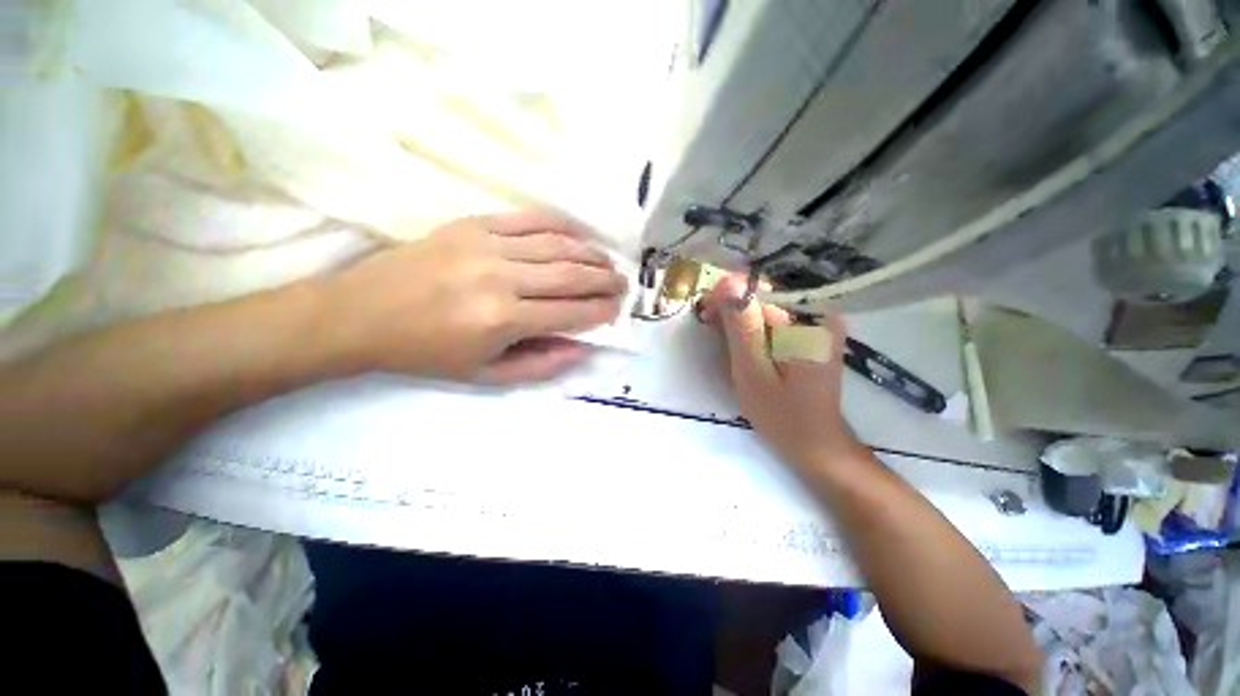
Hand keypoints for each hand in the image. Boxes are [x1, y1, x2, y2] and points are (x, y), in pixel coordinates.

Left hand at [322, 211, 626, 383]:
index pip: (571, 312)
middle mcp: (502, 278)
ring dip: (589, 253)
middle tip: (622, 283)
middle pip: (571, 275)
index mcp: (503, 320)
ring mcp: (487, 245)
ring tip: (607, 261)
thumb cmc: (426, 352)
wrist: (361, 314)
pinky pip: (528, 219)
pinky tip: (576, 233)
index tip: (616, 311)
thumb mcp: (485, 375)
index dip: (600, 312)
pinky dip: (559, 224)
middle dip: (604, 280)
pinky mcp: (473, 224)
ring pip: (556, 245)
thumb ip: (540, 365)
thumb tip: (582, 349)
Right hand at [699, 276, 866, 470]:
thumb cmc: (782, 415)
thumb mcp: (753, 371)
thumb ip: (742, 327)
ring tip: (725, 342)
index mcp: (808, 323)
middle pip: (766, 296)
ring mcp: (820, 325)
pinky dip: (756, 329)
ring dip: (742, 320)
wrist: (816, 445)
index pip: (760, 291)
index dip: (727, 298)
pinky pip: (777, 321)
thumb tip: (728, 283)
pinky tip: (744, 346)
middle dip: (734, 310)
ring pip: (769, 308)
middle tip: (712, 330)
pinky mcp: (813, 336)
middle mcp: (820, 315)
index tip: (706, 316)